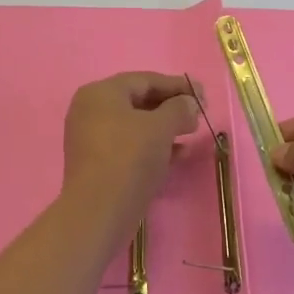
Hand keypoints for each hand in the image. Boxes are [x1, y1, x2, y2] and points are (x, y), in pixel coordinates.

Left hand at [61, 72, 200, 221]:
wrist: (98, 213)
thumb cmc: (129, 158)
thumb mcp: (161, 127)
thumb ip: (179, 108)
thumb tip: (190, 103)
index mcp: (101, 93)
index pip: (145, 80)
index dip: (177, 85)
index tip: (202, 94)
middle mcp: (90, 110)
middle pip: (139, 101)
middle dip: (171, 107)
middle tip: (198, 114)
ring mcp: (90, 138)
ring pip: (135, 125)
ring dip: (164, 128)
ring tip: (191, 133)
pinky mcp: (96, 163)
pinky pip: (128, 145)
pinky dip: (152, 146)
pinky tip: (177, 154)